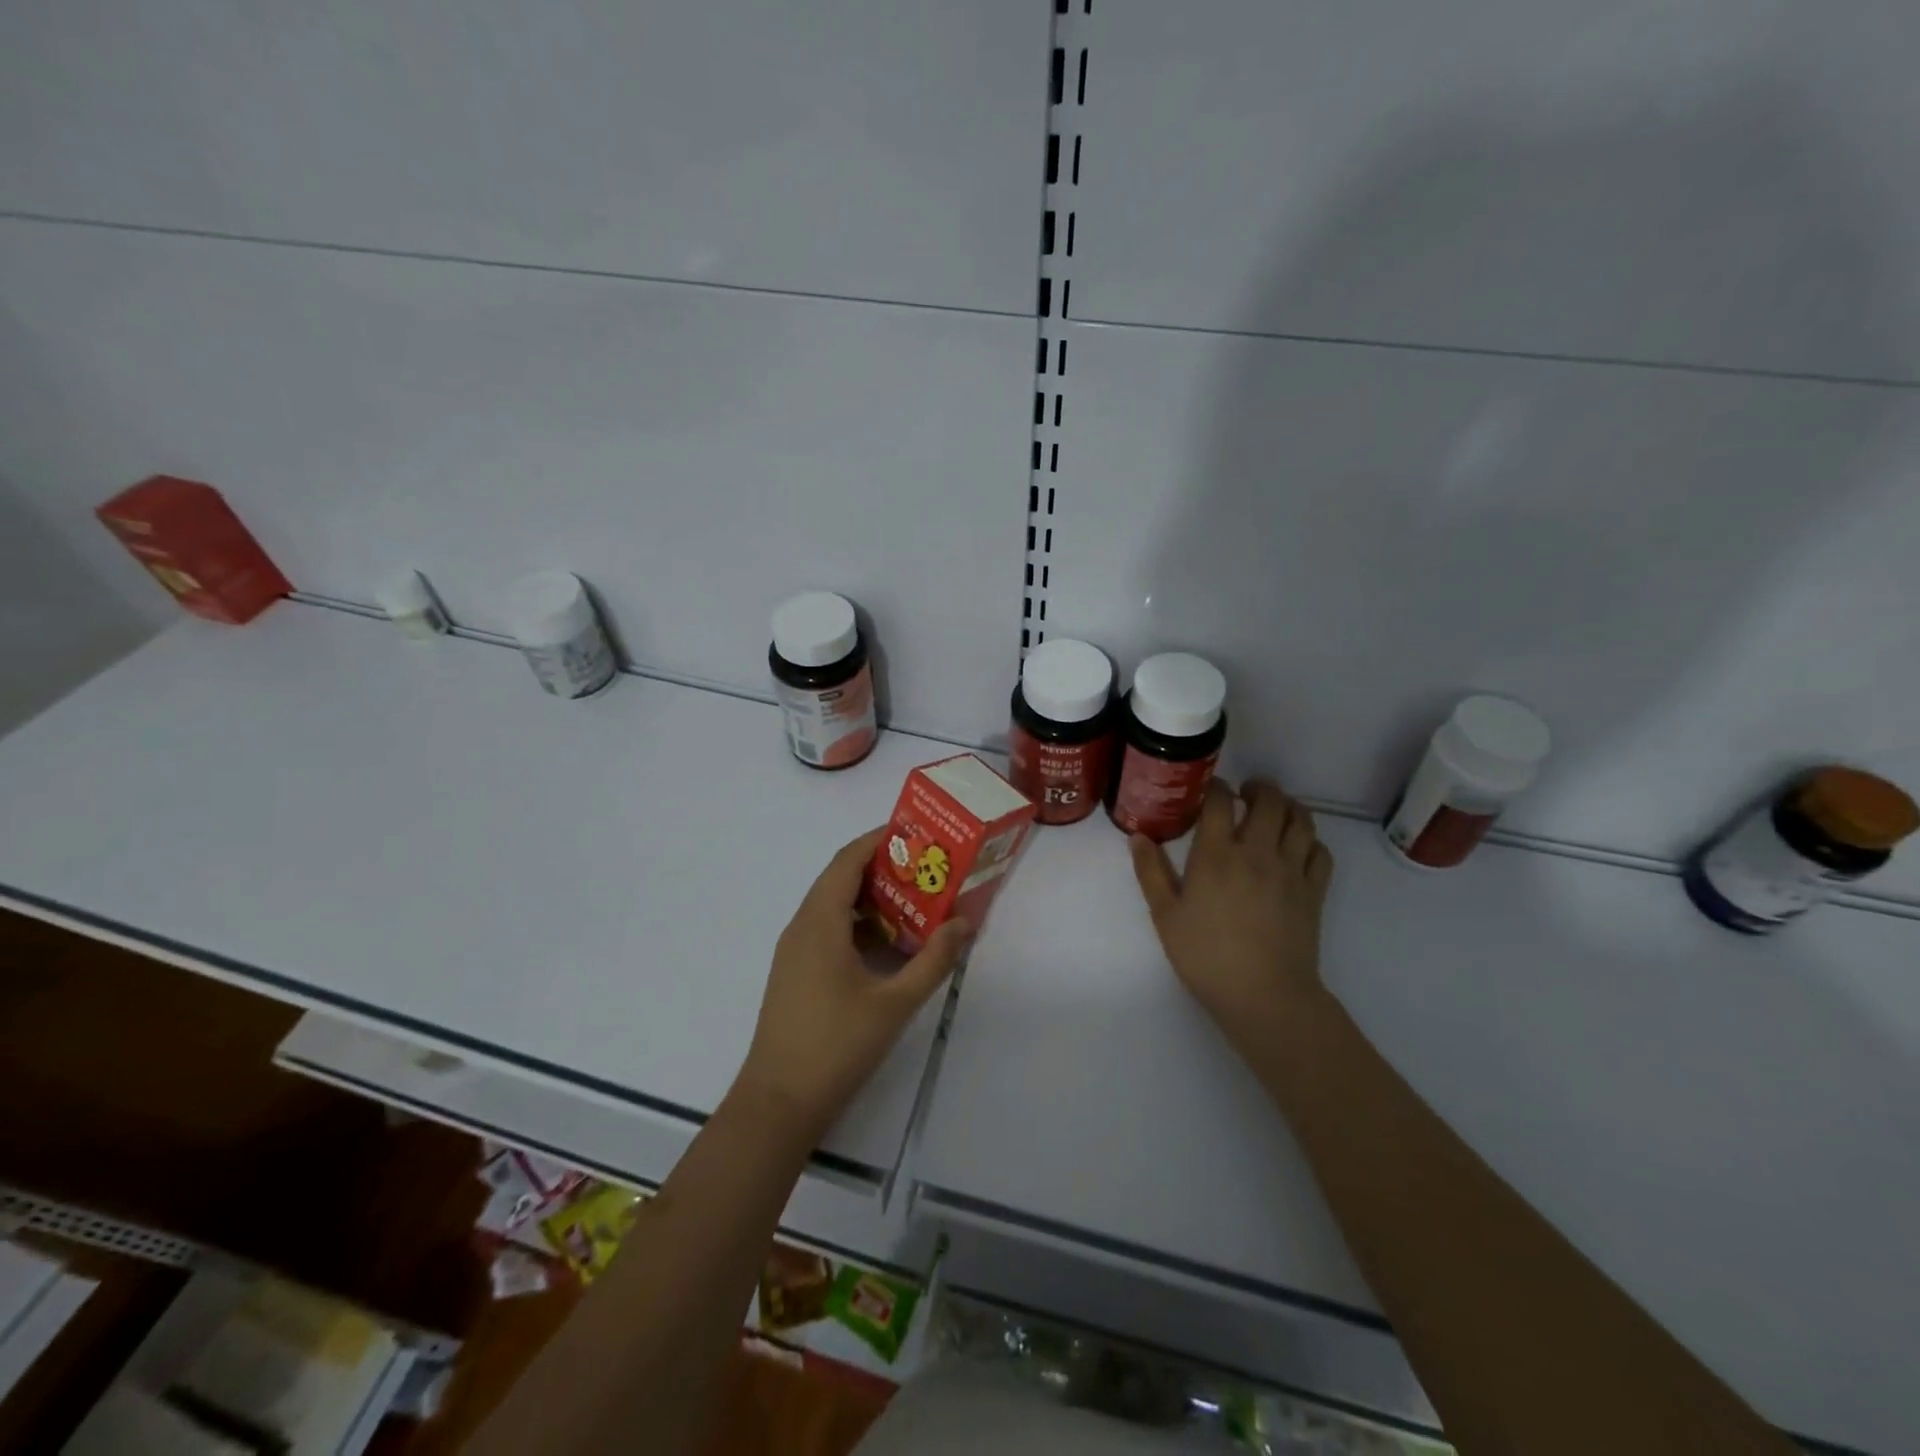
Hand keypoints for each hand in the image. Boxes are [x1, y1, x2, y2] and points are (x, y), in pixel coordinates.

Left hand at [735, 828, 971, 1143]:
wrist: (779, 1101)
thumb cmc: (836, 1045)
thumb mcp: (895, 1002)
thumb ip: (933, 960)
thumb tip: (965, 923)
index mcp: (820, 921)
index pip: (848, 859)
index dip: (879, 839)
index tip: (915, 832)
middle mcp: (802, 926)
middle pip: (841, 878)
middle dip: (882, 867)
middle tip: (926, 866)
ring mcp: (795, 950)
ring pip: (834, 906)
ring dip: (871, 898)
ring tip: (915, 899)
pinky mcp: (796, 971)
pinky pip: (829, 929)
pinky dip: (859, 924)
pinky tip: (889, 943)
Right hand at [1130, 779, 1333, 1051]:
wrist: (1264, 995)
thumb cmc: (1206, 956)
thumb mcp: (1166, 916)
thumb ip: (1151, 872)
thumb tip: (1138, 837)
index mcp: (1217, 855)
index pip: (1221, 801)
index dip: (1216, 787)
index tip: (1210, 790)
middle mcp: (1257, 852)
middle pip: (1269, 800)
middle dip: (1258, 789)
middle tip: (1246, 794)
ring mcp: (1291, 870)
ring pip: (1301, 820)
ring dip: (1288, 807)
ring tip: (1275, 811)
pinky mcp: (1314, 891)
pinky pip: (1320, 851)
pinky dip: (1310, 840)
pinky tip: (1297, 847)